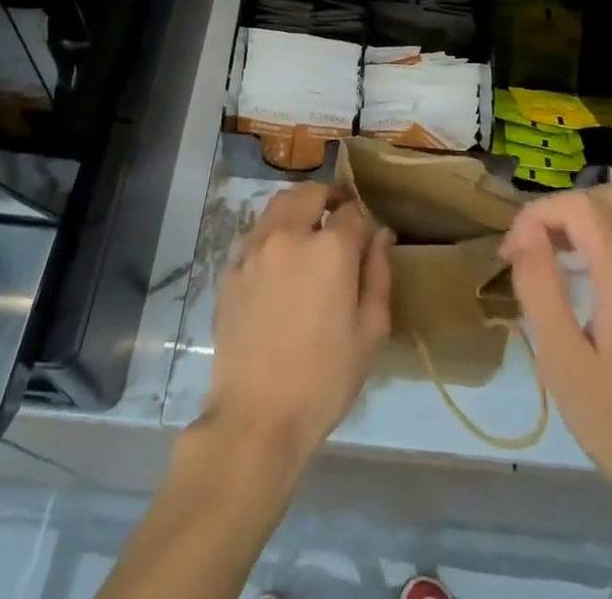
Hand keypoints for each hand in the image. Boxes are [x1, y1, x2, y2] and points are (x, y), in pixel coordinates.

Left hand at [203, 181, 392, 469]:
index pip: (351, 211)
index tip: (364, 235)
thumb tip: (381, 236)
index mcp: (330, 248)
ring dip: (297, 208)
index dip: (360, 219)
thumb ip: (378, 275)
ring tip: (306, 232)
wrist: (255, 418)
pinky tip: (277, 264)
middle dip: (327, 198)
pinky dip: (271, 235)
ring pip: (277, 206)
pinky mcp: (230, 269)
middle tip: (336, 217)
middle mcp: (290, 235)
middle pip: (309, 193)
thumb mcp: (369, 332)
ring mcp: (255, 249)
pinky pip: (255, 236)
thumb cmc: (323, 379)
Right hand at [500, 184, 611, 514]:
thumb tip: (524, 233)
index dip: (537, 215)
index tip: (511, 253)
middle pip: (604, 197)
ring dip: (581, 221)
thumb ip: (541, 287)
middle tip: (529, 249)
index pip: (579, 206)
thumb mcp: (564, 362)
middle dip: (559, 211)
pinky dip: (603, 238)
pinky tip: (583, 278)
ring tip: (548, 259)